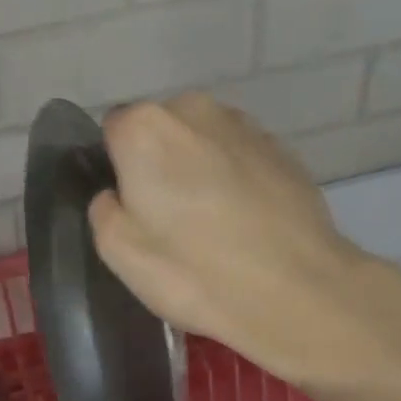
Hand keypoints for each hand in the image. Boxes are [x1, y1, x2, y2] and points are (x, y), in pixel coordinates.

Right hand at [89, 93, 397, 388]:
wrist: (296, 290)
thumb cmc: (194, 272)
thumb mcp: (119, 252)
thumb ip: (104, 210)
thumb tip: (116, 194)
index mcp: (145, 128)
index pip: (113, 131)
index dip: (117, 170)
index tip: (131, 210)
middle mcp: (195, 109)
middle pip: (161, 132)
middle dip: (160, 166)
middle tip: (170, 223)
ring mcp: (246, 126)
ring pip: (204, 144)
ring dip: (200, 172)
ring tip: (213, 228)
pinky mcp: (284, 150)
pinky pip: (241, 160)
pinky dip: (237, 183)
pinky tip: (246, 227)